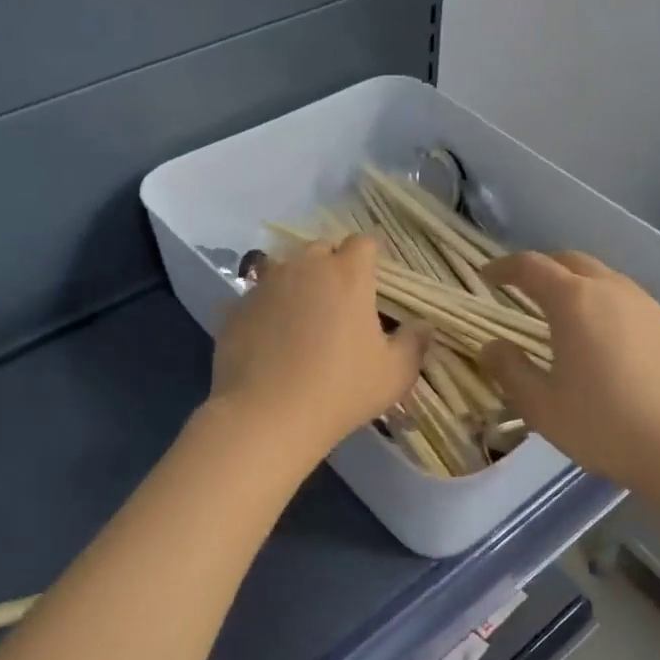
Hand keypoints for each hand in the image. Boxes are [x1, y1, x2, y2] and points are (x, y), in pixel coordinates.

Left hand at [209, 236, 426, 465]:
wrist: (267, 416)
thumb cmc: (341, 390)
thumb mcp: (394, 374)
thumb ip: (414, 343)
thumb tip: (424, 326)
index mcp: (348, 274)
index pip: (363, 243)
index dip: (369, 260)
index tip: (372, 286)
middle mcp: (304, 267)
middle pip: (321, 250)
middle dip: (331, 268)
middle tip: (339, 305)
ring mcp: (264, 285)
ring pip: (285, 270)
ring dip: (296, 285)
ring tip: (300, 321)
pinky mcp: (234, 308)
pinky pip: (256, 299)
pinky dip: (266, 311)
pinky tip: (269, 342)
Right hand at [479, 252, 659, 493]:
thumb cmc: (607, 426)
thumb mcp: (542, 407)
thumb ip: (510, 371)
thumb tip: (490, 346)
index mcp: (575, 301)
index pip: (531, 267)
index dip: (504, 267)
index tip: (487, 276)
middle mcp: (612, 290)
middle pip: (571, 261)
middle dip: (542, 267)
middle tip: (523, 288)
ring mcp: (649, 305)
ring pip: (604, 278)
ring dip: (577, 284)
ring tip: (563, 312)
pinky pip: (628, 300)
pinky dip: (604, 303)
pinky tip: (605, 337)